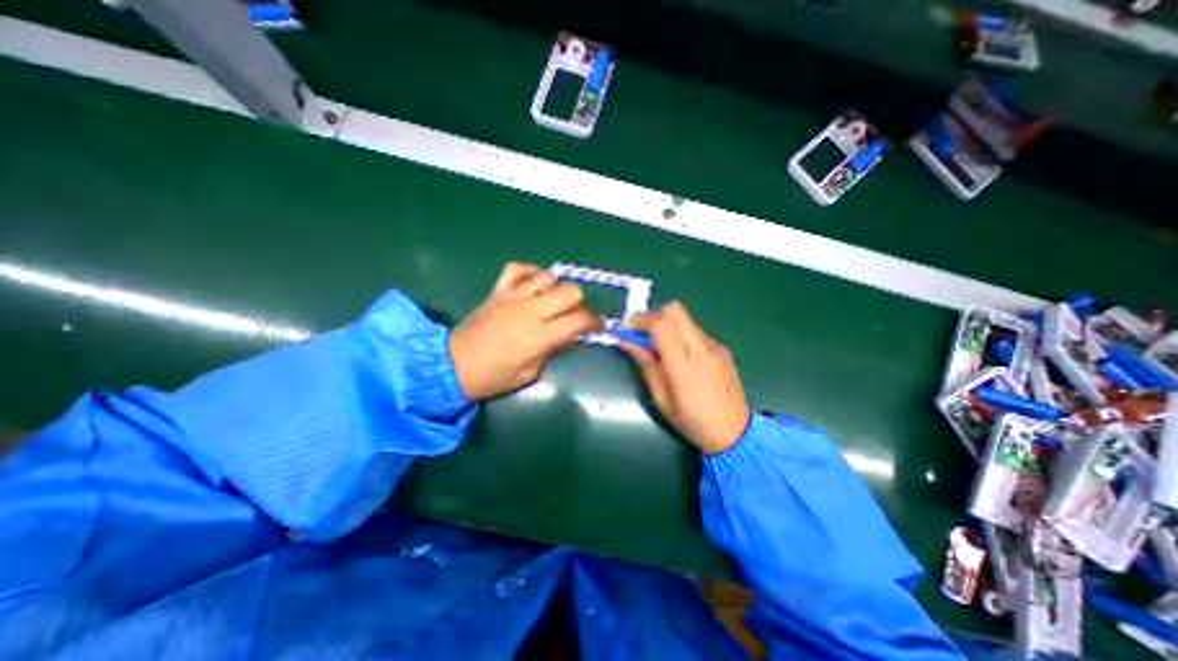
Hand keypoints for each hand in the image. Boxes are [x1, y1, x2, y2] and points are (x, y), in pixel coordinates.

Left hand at [451, 261, 600, 397]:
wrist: (452, 365)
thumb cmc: (493, 377)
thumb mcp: (530, 373)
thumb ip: (552, 350)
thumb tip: (569, 335)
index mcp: (539, 336)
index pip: (579, 319)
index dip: (594, 322)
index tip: (597, 326)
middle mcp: (530, 311)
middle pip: (570, 291)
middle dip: (579, 303)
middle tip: (573, 316)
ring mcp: (512, 297)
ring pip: (548, 277)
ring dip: (556, 289)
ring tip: (552, 302)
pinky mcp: (497, 290)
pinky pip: (518, 269)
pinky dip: (530, 272)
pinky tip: (533, 283)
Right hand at [620, 298, 748, 451]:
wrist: (736, 433)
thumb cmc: (692, 421)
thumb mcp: (661, 399)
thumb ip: (645, 365)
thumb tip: (627, 342)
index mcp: (683, 364)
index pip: (661, 323)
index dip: (640, 320)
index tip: (626, 328)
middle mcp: (700, 348)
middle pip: (674, 310)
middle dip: (652, 315)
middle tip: (640, 333)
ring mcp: (714, 346)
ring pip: (685, 319)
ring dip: (666, 325)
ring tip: (658, 348)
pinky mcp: (722, 349)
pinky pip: (695, 331)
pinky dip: (680, 334)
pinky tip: (679, 356)